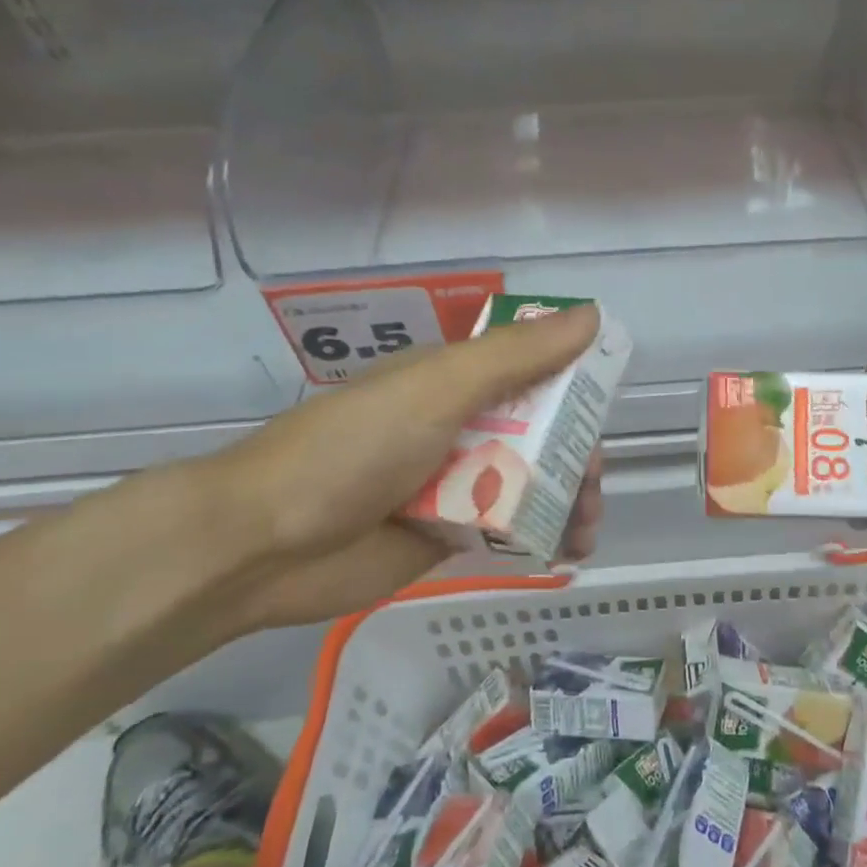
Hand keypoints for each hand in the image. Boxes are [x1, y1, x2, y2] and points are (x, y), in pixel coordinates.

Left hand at [186, 304, 604, 635]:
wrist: (263, 545)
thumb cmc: (354, 449)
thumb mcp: (438, 390)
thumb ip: (517, 357)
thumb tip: (592, 315)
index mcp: (455, 379)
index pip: (534, 370)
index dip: (575, 385)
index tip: (603, 411)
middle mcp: (459, 424)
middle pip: (541, 431)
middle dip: (576, 456)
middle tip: (590, 487)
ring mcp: (453, 481)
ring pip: (531, 481)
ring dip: (567, 499)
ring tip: (583, 531)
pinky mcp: (447, 533)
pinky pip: (508, 527)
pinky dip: (542, 535)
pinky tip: (565, 551)